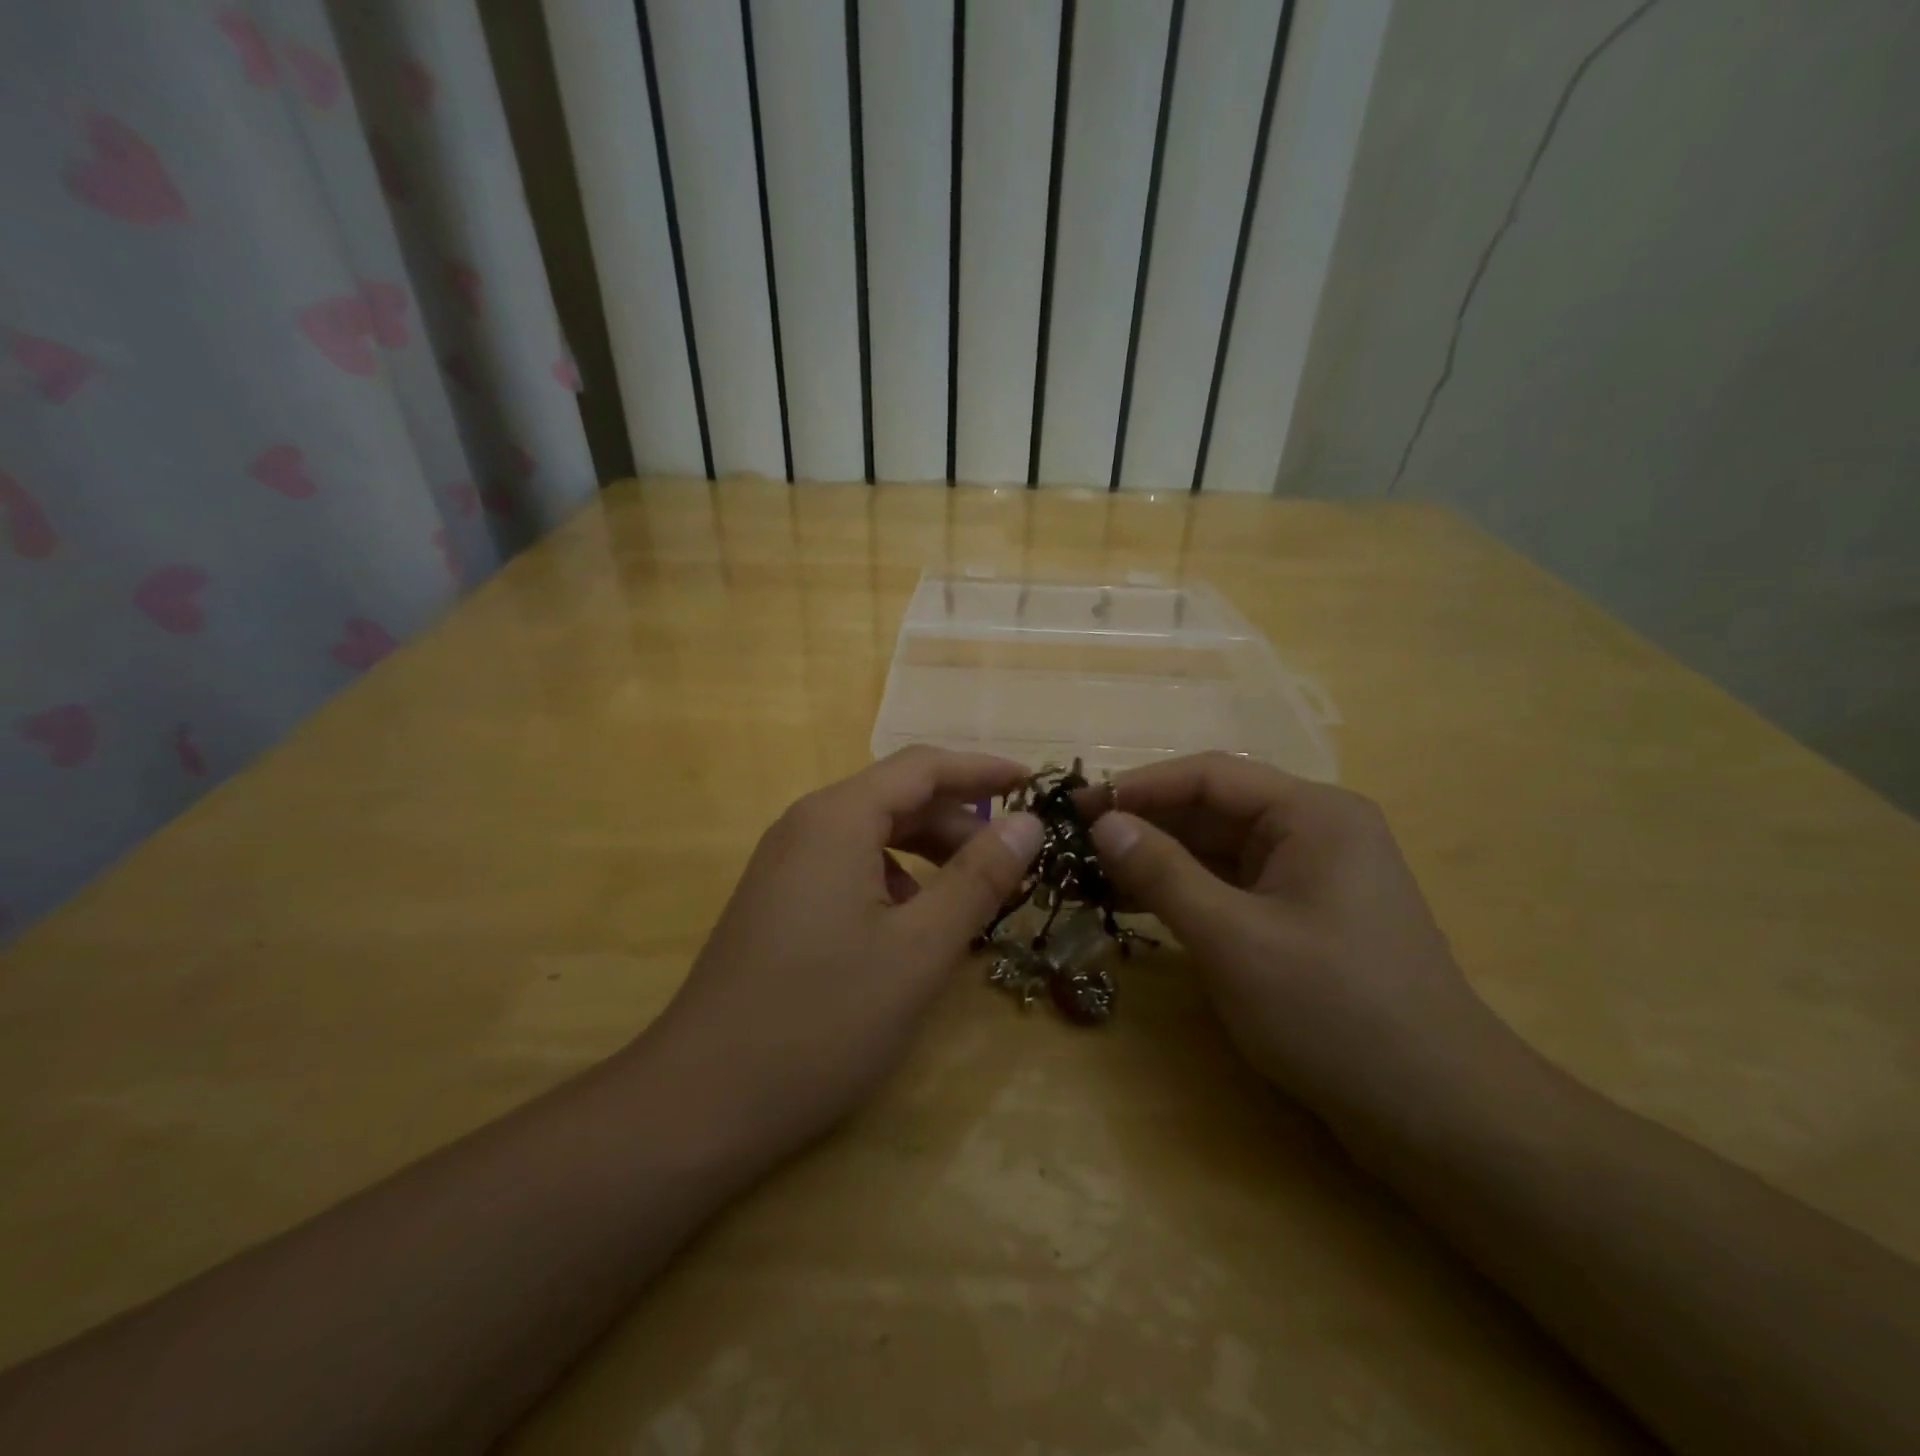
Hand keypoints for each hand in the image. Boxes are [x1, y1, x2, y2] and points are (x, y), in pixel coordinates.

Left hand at [640, 747, 1044, 1167]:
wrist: (701, 1102)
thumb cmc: (822, 1020)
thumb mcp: (919, 949)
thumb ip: (978, 878)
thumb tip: (1029, 822)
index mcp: (837, 819)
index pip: (923, 766)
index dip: (982, 770)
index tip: (1035, 783)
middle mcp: (805, 826)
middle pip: (896, 797)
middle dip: (959, 820)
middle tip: (1013, 858)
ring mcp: (784, 865)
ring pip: (873, 835)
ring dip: (928, 853)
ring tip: (973, 896)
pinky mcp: (777, 902)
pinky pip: (849, 867)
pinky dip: (895, 881)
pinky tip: (914, 928)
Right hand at [1087, 753, 1519, 1127]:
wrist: (1439, 1115)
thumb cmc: (1333, 1013)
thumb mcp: (1232, 939)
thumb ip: (1163, 873)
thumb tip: (1103, 823)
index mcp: (1312, 814)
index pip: (1210, 775)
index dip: (1138, 787)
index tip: (1078, 807)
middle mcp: (1316, 830)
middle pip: (1215, 809)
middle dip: (1146, 824)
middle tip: (1075, 844)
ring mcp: (1313, 876)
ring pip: (1221, 850)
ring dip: (1161, 859)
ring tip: (1094, 872)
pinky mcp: (1306, 917)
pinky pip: (1235, 886)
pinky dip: (1188, 891)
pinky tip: (1141, 903)